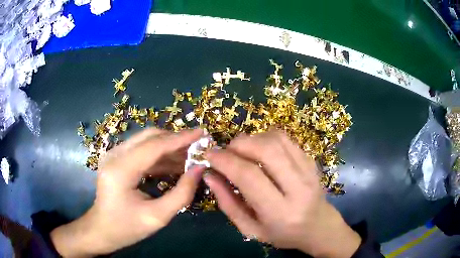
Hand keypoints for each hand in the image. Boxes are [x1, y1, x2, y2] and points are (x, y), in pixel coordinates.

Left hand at [51, 128, 204, 257]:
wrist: (102, 229)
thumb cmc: (127, 228)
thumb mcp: (157, 217)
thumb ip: (181, 194)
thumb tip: (199, 169)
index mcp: (121, 170)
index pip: (154, 146)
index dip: (180, 138)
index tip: (202, 133)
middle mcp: (115, 155)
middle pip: (149, 136)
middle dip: (175, 140)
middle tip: (198, 147)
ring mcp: (114, 155)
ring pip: (146, 141)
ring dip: (169, 147)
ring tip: (191, 156)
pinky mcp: (117, 159)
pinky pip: (142, 151)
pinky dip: (160, 155)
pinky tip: (175, 164)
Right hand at [204, 130, 360, 257]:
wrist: (318, 226)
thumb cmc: (282, 233)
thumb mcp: (250, 229)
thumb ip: (228, 204)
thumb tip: (209, 176)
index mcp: (280, 211)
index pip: (249, 176)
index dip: (225, 161)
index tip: (209, 155)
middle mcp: (298, 188)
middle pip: (266, 150)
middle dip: (239, 144)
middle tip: (226, 151)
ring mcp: (308, 171)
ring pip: (277, 139)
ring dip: (252, 139)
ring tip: (242, 151)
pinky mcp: (312, 161)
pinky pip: (286, 139)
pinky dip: (267, 137)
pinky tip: (260, 149)